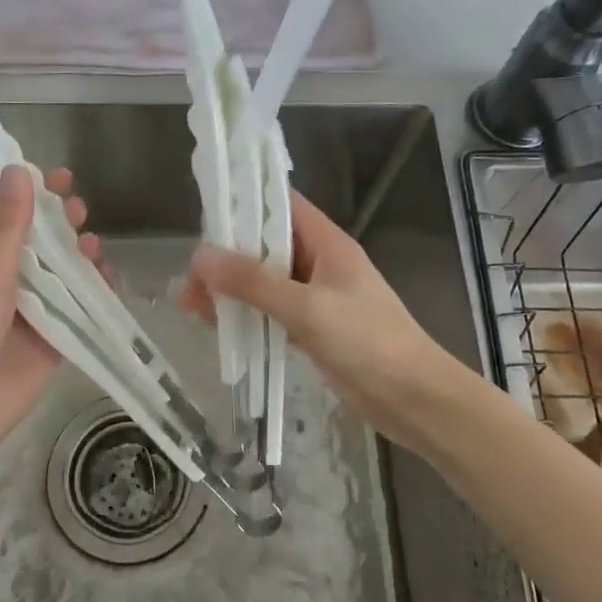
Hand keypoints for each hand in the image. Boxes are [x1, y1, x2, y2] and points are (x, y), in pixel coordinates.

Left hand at [0, 164, 102, 458]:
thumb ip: (9, 224)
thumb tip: (18, 168)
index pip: (15, 218)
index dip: (35, 195)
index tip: (59, 176)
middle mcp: (13, 282)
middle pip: (45, 244)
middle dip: (63, 224)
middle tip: (78, 210)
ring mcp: (37, 311)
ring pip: (67, 274)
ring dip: (81, 256)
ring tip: (93, 245)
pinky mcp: (57, 339)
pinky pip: (82, 309)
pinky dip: (97, 293)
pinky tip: (108, 280)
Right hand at [181, 191, 460, 448]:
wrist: (414, 400)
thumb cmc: (368, 342)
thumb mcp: (307, 308)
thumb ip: (254, 282)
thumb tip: (200, 256)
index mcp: (327, 244)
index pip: (282, 205)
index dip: (246, 202)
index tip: (205, 209)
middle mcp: (320, 264)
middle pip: (266, 247)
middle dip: (226, 257)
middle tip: (188, 275)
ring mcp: (316, 298)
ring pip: (264, 283)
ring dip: (230, 290)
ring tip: (187, 303)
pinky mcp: (313, 330)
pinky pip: (271, 313)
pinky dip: (245, 316)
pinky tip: (214, 325)